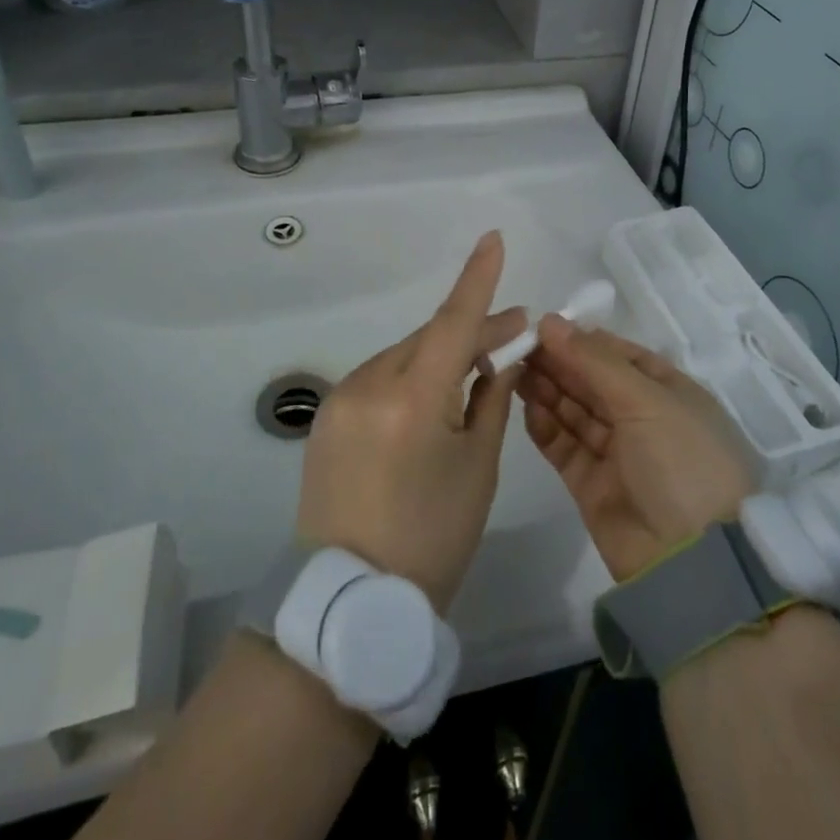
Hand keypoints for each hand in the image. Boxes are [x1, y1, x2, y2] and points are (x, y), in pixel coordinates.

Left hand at [296, 231, 525, 612]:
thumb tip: (503, 355)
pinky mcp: (327, 417)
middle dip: (470, 332)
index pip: (452, 322)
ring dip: (439, 356)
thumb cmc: (432, 538)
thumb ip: (491, 400)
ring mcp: (341, 400)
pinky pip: (379, 379)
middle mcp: (369, 385)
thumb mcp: (477, 468)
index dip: (477, 279)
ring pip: (403, 356)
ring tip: (474, 372)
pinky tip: (430, 398)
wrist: (351, 600)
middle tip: (512, 335)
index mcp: (412, 400)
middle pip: (429, 338)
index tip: (493, 239)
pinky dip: (410, 377)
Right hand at [521, 316, 754, 580]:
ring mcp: (617, 452)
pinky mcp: (591, 484)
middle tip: (518, 345)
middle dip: (558, 362)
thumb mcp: (646, 400)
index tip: (542, 326)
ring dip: (547, 389)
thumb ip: (594, 360)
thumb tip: (550, 322)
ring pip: (574, 411)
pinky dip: (545, 426)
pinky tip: (525, 405)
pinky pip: (564, 445)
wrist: (691, 561)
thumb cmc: (681, 461)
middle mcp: (643, 418)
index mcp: (669, 392)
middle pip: (592, 381)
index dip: (582, 340)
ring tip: (513, 368)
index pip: (619, 355)